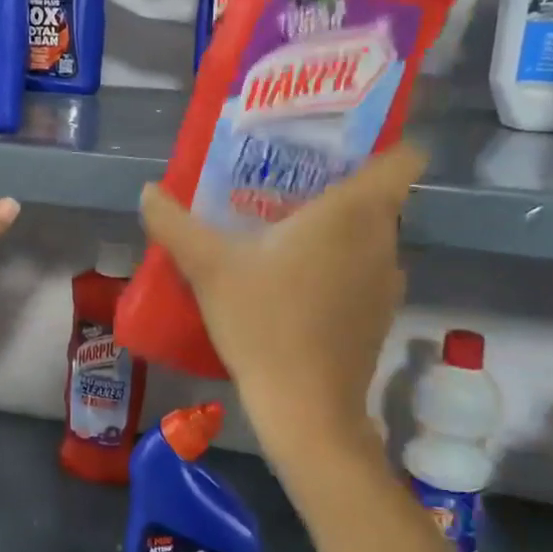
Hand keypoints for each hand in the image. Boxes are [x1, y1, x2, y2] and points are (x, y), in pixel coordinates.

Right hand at [138, 144, 425, 459]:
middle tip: (286, 186)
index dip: (380, 143)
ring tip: (287, 234)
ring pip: (370, 237)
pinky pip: (365, 272)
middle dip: (338, 187)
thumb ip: (175, 224)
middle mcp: (384, 239)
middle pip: (377, 196)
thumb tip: (148, 191)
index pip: (404, 156)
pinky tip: (296, 286)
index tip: (338, 145)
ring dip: (337, 232)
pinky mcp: (381, 316)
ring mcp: (389, 281)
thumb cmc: (263, 322)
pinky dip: (340, 269)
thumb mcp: (208, 268)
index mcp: (354, 212)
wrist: (305, 408)